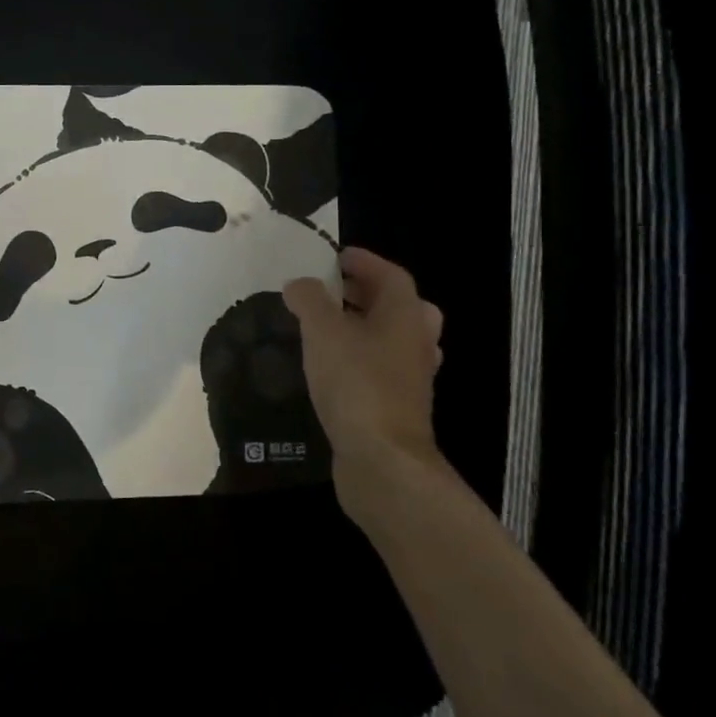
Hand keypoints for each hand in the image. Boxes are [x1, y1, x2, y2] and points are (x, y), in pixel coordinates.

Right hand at [283, 247, 446, 527]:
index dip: (364, 261)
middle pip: (400, 305)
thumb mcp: (322, 332)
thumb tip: (299, 284)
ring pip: (395, 338)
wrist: (383, 460)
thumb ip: (309, 300)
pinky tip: (333, 367)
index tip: (335, 257)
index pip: (390, 275)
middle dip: (368, 293)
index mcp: (404, 315)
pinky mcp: (400, 405)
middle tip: (334, 290)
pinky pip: (384, 367)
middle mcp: (416, 341)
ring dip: (366, 326)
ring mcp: (412, 376)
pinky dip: (363, 358)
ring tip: (329, 326)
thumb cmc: (356, 384)